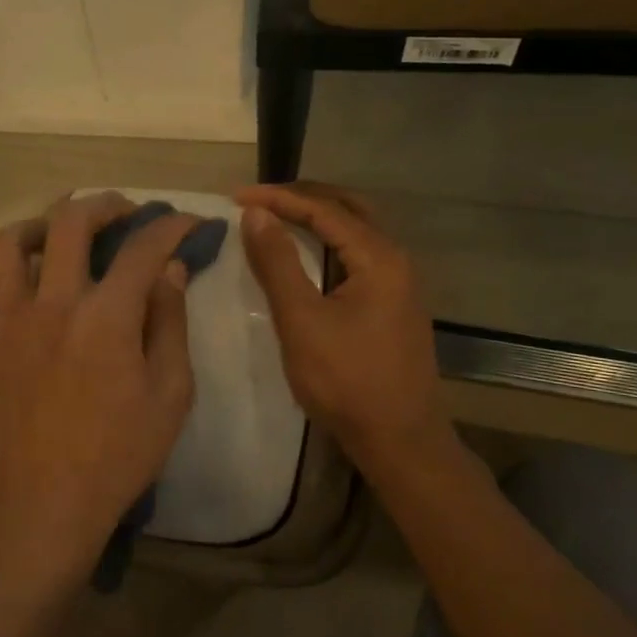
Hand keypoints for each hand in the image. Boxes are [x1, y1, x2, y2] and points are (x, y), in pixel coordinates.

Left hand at [0, 193, 197, 591]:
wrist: (45, 503)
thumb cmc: (118, 455)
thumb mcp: (170, 395)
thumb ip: (170, 324)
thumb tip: (170, 271)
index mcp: (107, 317)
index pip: (143, 248)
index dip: (171, 225)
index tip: (188, 222)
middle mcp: (53, 304)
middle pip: (70, 222)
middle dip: (104, 204)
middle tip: (122, 213)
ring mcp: (8, 322)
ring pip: (6, 243)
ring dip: (36, 227)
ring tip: (56, 239)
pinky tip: (13, 288)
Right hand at [237, 183, 458, 473]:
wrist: (399, 439)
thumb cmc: (346, 381)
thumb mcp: (302, 321)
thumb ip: (278, 264)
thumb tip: (256, 214)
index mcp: (379, 257)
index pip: (324, 209)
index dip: (279, 198)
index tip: (237, 197)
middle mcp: (396, 260)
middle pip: (349, 209)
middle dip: (303, 198)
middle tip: (260, 199)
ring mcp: (399, 284)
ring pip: (357, 232)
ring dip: (319, 218)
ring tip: (278, 218)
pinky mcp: (393, 305)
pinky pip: (359, 256)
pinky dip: (330, 243)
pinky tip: (308, 256)